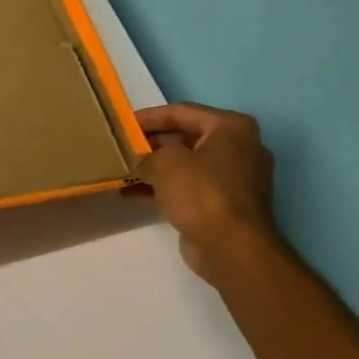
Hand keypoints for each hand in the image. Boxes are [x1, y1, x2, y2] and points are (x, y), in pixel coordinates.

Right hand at [131, 103, 279, 276]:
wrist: (231, 246)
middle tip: (121, 147)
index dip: (149, 117)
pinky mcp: (222, 204)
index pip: (182, 112)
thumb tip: (140, 162)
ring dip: (154, 169)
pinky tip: (131, 194)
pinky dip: (162, 189)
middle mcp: (237, 148)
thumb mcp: (165, 163)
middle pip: (185, 138)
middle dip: (151, 144)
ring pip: (185, 165)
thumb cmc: (202, 192)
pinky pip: (187, 188)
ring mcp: (232, 178)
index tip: (122, 123)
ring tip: (122, 170)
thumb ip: (147, 155)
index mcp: (230, 127)